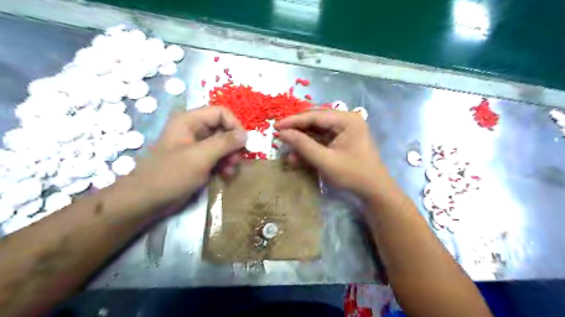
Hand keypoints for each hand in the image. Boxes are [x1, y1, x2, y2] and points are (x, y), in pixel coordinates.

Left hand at [134, 105, 247, 204]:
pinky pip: (217, 156)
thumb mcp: (200, 157)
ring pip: (223, 144)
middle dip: (233, 144)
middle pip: (223, 128)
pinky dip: (224, 164)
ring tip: (230, 170)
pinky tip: (225, 175)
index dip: (235, 125)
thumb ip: (224, 143)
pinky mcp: (198, 160)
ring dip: (230, 156)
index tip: (244, 143)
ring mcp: (196, 146)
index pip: (221, 113)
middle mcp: (194, 130)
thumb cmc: (171, 175)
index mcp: (190, 121)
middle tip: (236, 160)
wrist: (147, 201)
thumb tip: (246, 134)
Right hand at [275, 111, 390, 195]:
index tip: (276, 126)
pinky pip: (322, 139)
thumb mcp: (325, 160)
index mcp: (347, 120)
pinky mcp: (342, 140)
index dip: (293, 121)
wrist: (374, 190)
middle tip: (279, 134)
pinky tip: (298, 155)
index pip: (315, 116)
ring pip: (317, 130)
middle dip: (297, 129)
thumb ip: (303, 145)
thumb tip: (282, 133)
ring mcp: (345, 130)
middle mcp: (346, 120)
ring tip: (287, 147)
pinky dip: (310, 146)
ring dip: (302, 139)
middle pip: (316, 120)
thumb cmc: (353, 174)